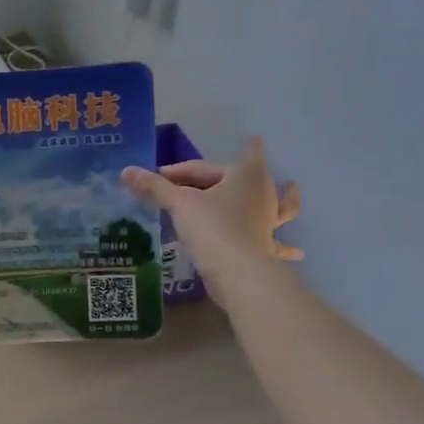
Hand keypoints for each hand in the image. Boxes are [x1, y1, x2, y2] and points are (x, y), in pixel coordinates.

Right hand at [122, 136, 301, 306]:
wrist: (236, 272)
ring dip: (284, 198)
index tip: (215, 151)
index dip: (209, 158)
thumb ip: (155, 187)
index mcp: (245, 176)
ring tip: (293, 188)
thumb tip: (126, 171)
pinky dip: (286, 247)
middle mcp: (262, 195)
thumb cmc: (211, 227)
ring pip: (279, 205)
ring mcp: (268, 221)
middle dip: (236, 173)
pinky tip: (296, 252)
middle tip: (212, 176)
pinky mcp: (266, 247)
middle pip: (248, 177)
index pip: (220, 160)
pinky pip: (277, 243)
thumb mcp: (179, 204)